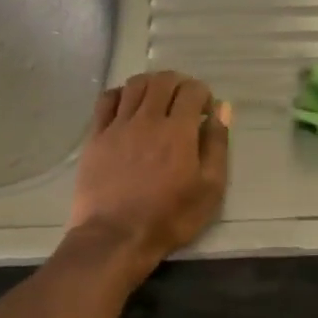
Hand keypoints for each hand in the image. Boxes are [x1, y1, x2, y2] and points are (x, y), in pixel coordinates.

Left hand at [67, 70, 229, 272]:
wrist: (115, 237)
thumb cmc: (170, 217)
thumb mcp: (210, 189)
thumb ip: (217, 146)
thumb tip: (222, 111)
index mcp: (179, 130)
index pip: (192, 90)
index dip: (203, 94)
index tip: (206, 112)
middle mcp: (148, 119)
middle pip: (163, 80)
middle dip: (179, 83)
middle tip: (184, 102)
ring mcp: (118, 126)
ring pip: (134, 85)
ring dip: (151, 84)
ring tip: (157, 100)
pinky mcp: (96, 137)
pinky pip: (106, 100)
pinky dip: (121, 94)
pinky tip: (127, 105)